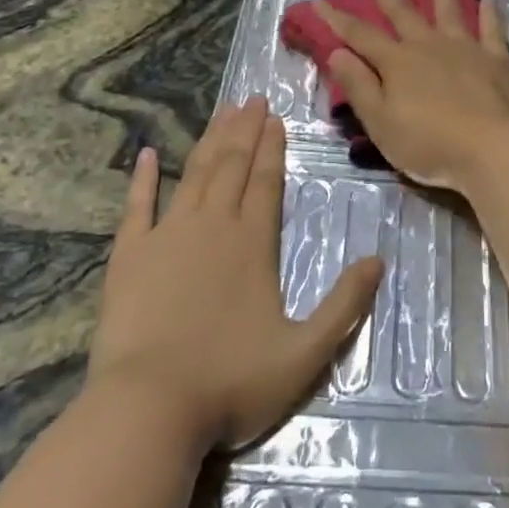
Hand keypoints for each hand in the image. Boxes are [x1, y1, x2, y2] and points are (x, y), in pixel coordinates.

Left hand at [87, 98, 383, 452]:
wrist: (149, 409)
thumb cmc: (231, 382)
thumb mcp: (305, 354)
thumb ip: (344, 305)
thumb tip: (378, 260)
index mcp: (253, 243)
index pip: (267, 182)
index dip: (273, 148)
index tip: (276, 117)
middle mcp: (212, 226)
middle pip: (232, 167)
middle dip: (245, 131)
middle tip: (252, 99)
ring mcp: (167, 236)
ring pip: (193, 175)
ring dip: (210, 141)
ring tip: (222, 112)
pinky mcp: (130, 256)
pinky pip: (137, 206)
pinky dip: (142, 179)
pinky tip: (147, 155)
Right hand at [316, 0, 508, 192]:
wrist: (493, 148)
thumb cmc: (430, 143)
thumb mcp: (381, 122)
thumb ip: (359, 87)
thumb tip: (336, 53)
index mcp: (397, 63)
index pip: (360, 36)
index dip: (337, 19)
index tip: (320, 2)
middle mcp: (429, 46)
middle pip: (404, 15)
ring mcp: (465, 49)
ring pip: (449, 12)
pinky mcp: (496, 60)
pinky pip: (491, 29)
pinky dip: (489, 13)